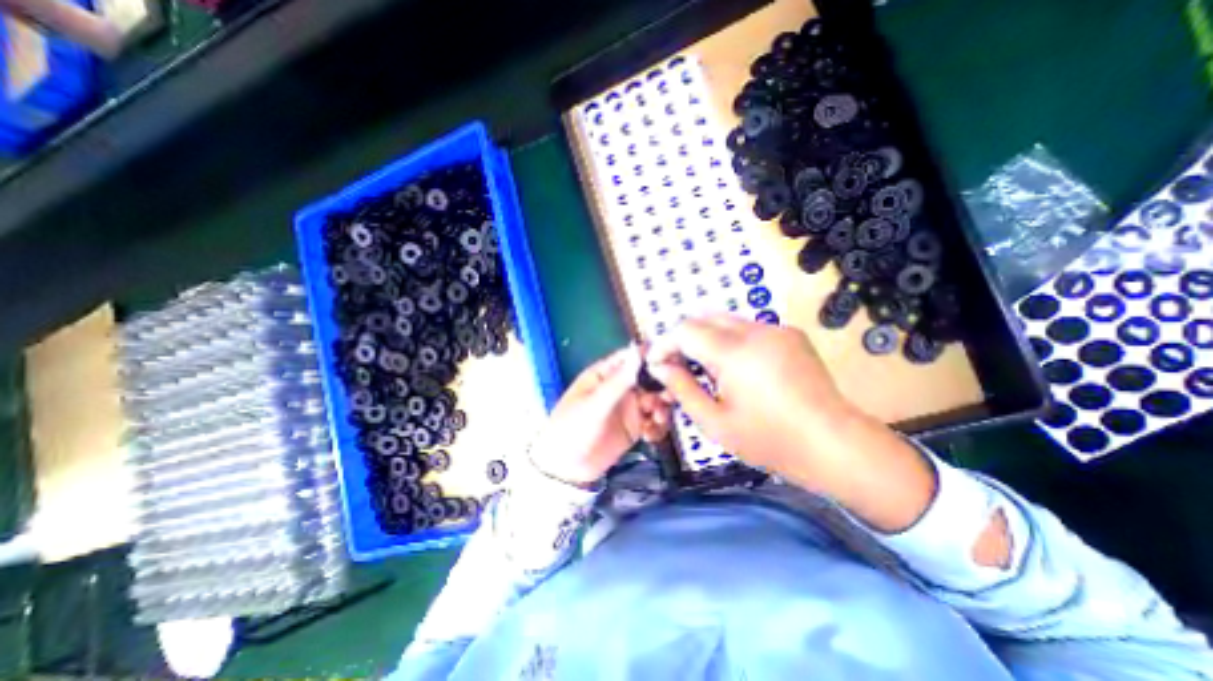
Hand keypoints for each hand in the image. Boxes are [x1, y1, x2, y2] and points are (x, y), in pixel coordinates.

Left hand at [530, 348, 673, 486]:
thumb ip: (619, 380)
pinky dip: (657, 426)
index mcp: (605, 374)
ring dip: (662, 408)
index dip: (651, 357)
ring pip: (656, 399)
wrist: (566, 469)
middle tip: (667, 397)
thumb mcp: (595, 403)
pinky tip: (650, 436)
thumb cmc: (573, 428)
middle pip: (649, 378)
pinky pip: (655, 421)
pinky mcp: (635, 427)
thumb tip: (638, 350)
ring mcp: (629, 408)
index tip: (670, 361)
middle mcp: (620, 387)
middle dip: (661, 386)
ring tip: (657, 420)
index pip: (631, 357)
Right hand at [650, 317, 844, 485]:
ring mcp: (776, 329)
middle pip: (704, 318)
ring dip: (707, 339)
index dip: (665, 343)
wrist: (835, 445)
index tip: (657, 364)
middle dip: (684, 339)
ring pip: (726, 321)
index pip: (685, 330)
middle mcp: (756, 330)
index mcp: (735, 352)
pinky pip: (748, 328)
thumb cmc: (770, 441)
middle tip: (679, 367)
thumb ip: (682, 388)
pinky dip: (731, 341)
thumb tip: (660, 366)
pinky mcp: (791, 334)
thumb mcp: (715, 422)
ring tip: (707, 370)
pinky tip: (738, 369)